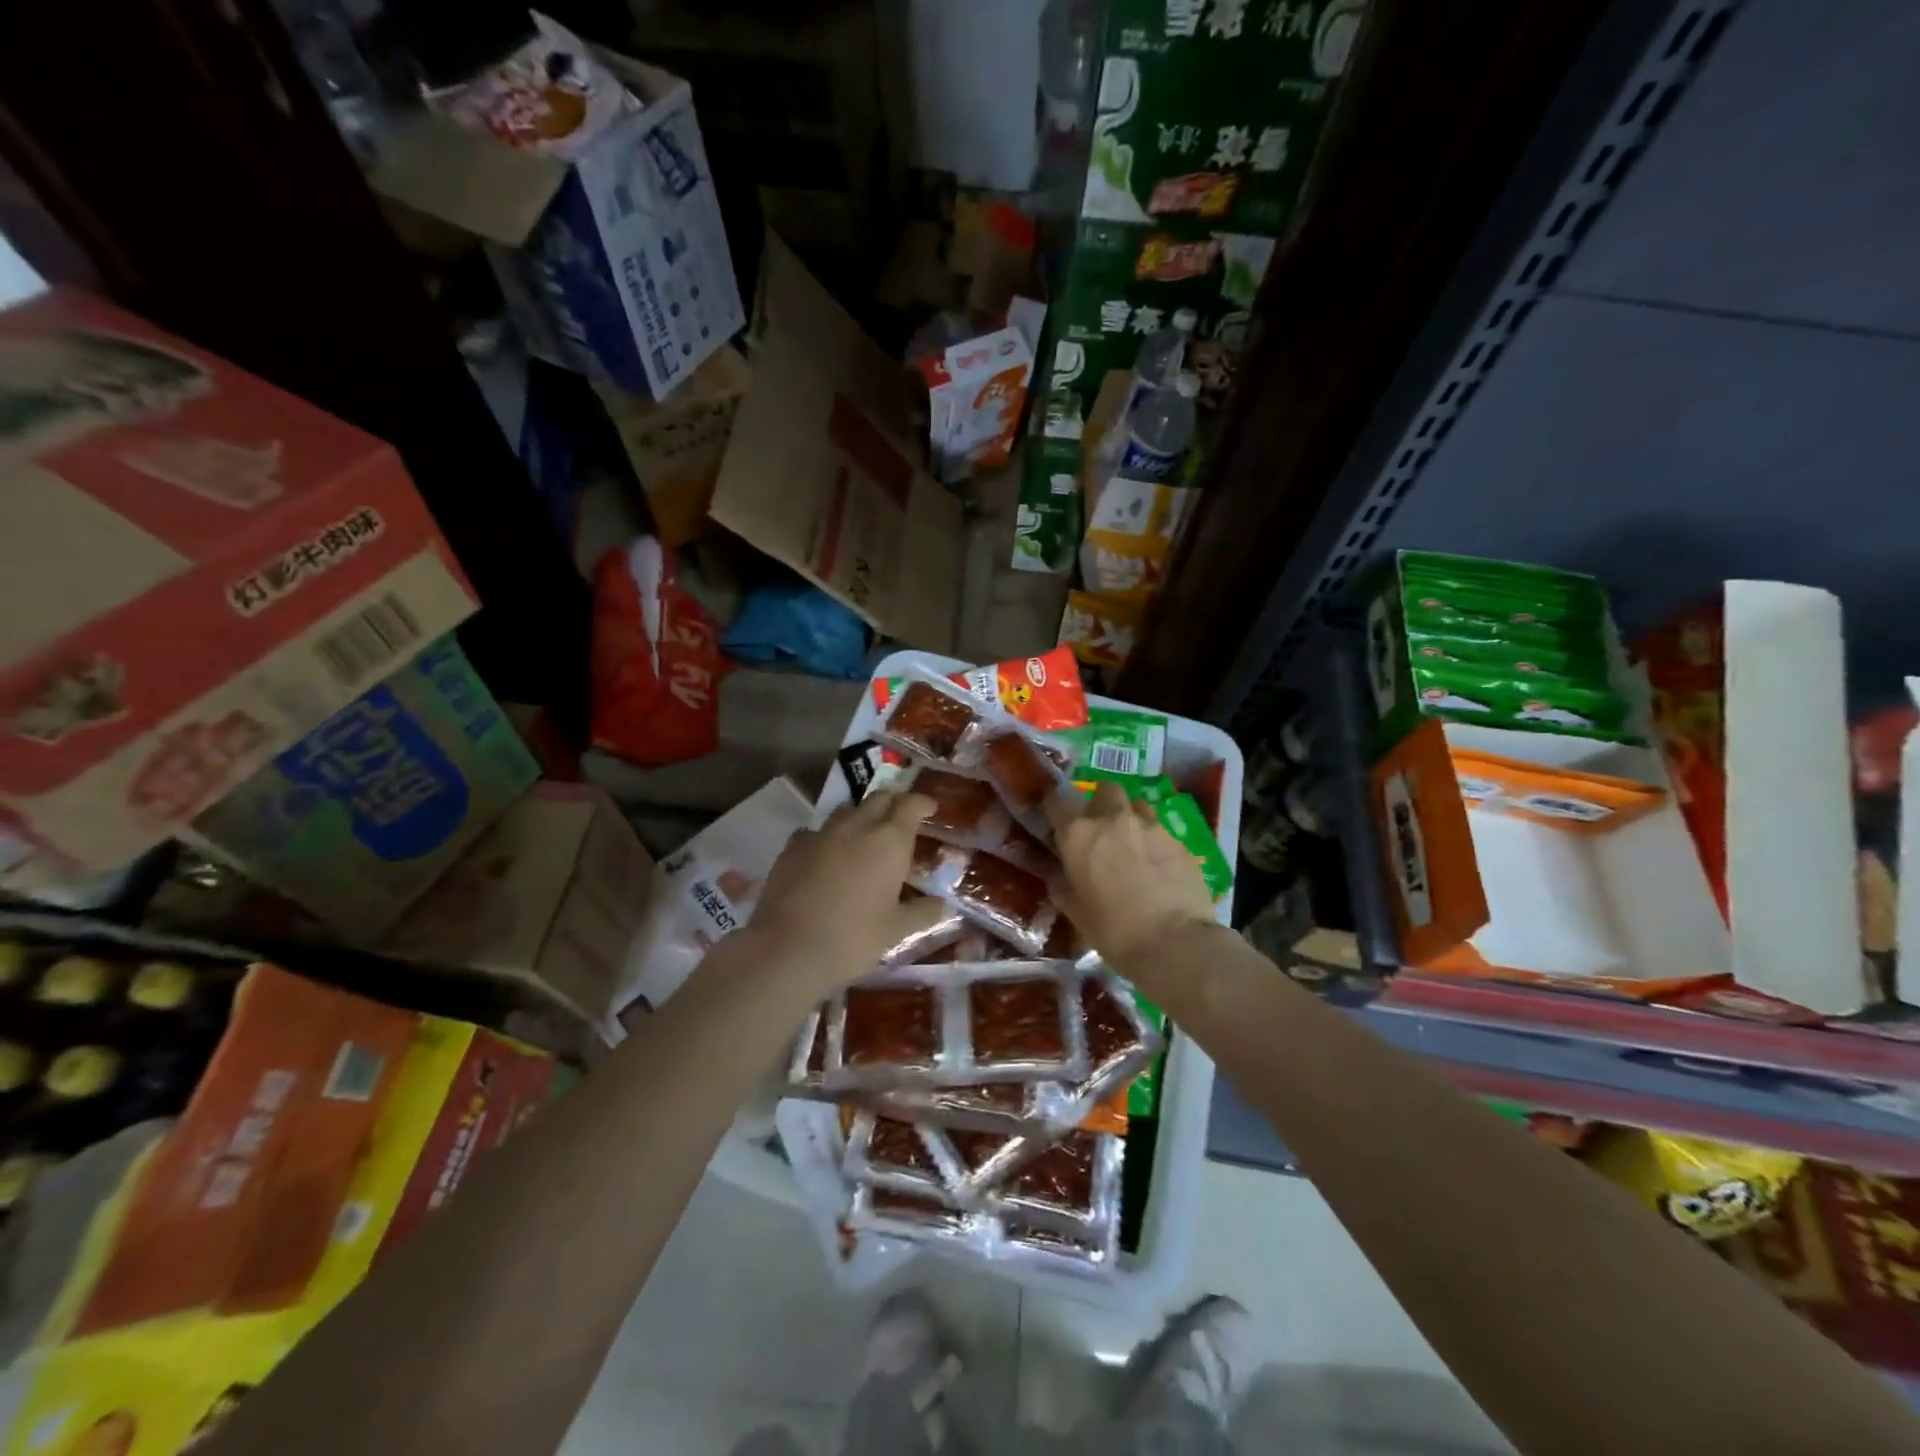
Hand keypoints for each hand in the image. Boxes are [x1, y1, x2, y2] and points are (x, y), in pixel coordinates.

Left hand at [746, 789, 946, 997]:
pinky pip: (815, 831)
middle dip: (893, 804)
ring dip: (860, 817)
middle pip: (879, 798)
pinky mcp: (792, 847)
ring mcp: (821, 834)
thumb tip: (943, 903)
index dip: (922, 802)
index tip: (929, 809)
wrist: (788, 949)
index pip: (911, 804)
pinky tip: (825, 856)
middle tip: (900, 821)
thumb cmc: (853, 938)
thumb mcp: (897, 930)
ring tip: (864, 837)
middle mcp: (857, 826)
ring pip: (846, 810)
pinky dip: (826, 837)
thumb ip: (923, 911)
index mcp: (889, 841)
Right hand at [1047, 782, 1218, 975]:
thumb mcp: (1075, 913)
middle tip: (1099, 827)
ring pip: (1137, 805)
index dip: (1053, 806)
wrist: (1176, 943)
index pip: (1056, 801)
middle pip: (1105, 790)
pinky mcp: (1179, 841)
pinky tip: (1157, 868)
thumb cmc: (1114, 931)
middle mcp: (1114, 819)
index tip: (1054, 817)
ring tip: (1131, 844)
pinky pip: (1161, 831)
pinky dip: (1154, 842)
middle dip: (1100, 802)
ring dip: (1130, 817)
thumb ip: (1062, 885)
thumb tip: (1058, 874)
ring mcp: (1151, 826)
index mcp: (1079, 834)